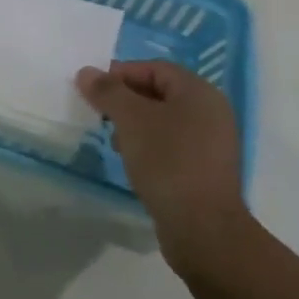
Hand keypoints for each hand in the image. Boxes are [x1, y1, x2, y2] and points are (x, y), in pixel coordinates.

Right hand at [76, 60, 252, 276]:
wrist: (203, 230)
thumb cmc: (167, 161)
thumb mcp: (130, 119)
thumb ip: (107, 91)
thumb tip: (86, 72)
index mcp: (199, 93)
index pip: (154, 68)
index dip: (121, 74)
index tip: (95, 91)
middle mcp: (211, 113)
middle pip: (159, 93)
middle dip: (126, 101)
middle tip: (101, 115)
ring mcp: (212, 145)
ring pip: (164, 121)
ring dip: (135, 125)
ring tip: (115, 142)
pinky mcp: (206, 172)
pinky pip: (173, 146)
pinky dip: (150, 147)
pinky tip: (133, 163)